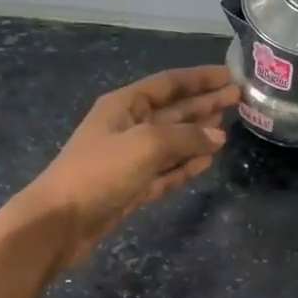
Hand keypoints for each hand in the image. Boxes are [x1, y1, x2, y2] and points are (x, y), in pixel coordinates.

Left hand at [11, 65, 239, 273]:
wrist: (60, 222)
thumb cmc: (100, 172)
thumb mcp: (146, 144)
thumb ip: (186, 137)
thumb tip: (218, 137)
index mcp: (124, 105)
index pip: (168, 84)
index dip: (199, 78)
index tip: (230, 75)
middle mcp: (128, 127)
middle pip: (173, 110)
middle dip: (204, 104)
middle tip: (237, 99)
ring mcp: (129, 159)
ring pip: (172, 142)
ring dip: (198, 134)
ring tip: (228, 128)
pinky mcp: (132, 188)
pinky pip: (166, 170)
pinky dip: (186, 165)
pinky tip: (208, 161)